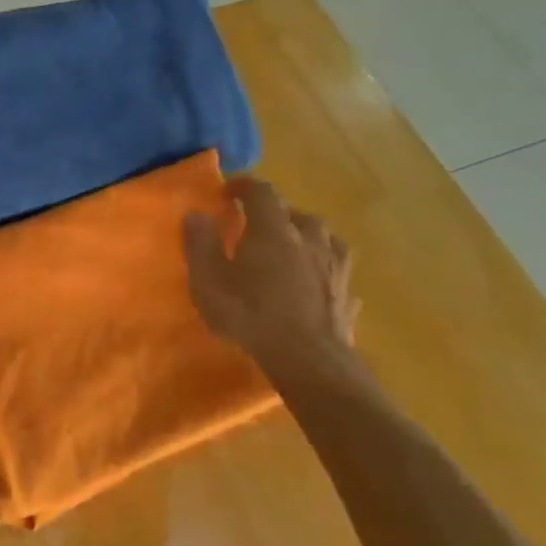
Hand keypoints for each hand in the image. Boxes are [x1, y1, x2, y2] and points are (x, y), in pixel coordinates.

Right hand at [185, 177, 358, 370]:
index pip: (262, 192)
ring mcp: (335, 266)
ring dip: (306, 238)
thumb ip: (201, 245)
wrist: (308, 359)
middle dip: (276, 215)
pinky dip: (324, 269)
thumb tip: (196, 214)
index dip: (244, 186)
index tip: (228, 191)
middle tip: (257, 228)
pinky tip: (318, 283)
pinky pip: (337, 270)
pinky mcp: (349, 293)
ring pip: (324, 238)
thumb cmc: (250, 315)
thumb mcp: (208, 281)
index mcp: (273, 230)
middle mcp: (310, 239)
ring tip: (293, 252)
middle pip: (296, 214)